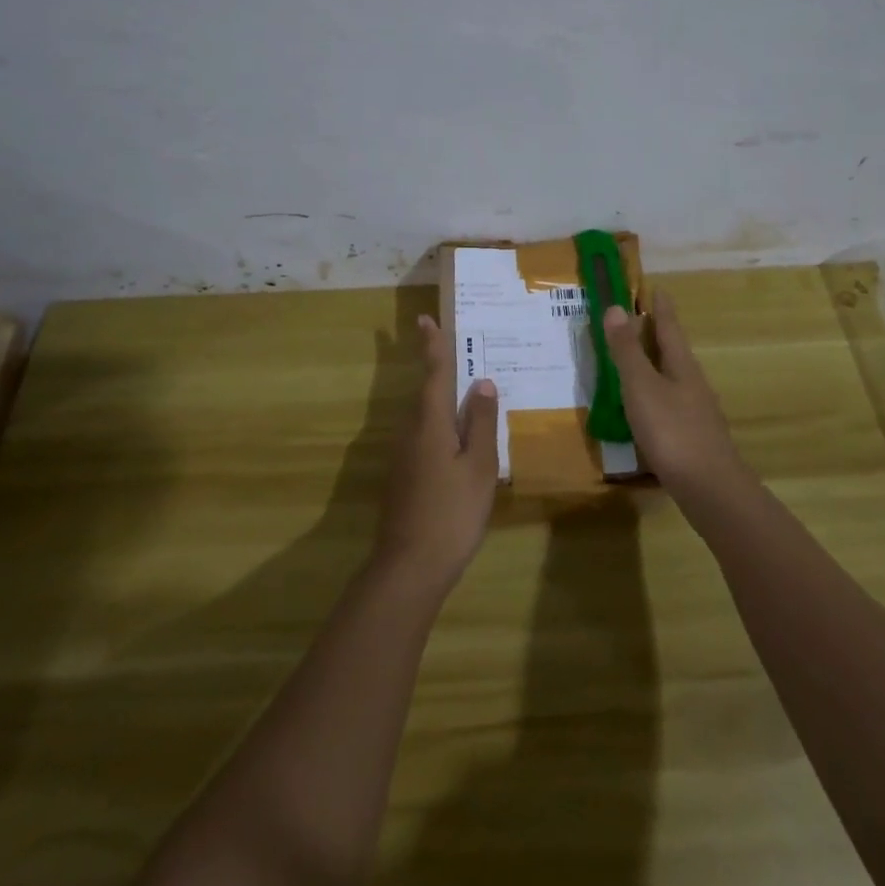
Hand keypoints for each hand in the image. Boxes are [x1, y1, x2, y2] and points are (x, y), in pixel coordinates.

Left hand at [373, 315, 500, 590]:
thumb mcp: (478, 466)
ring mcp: (403, 456)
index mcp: (429, 422)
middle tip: (459, 352)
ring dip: (441, 400)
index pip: (433, 373)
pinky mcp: (403, 476)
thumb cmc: (451, 512)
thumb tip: (481, 382)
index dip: (432, 345)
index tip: (424, 319)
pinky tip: (457, 440)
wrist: (409, 566)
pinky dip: (440, 426)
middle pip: (426, 393)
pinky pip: (424, 436)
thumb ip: (480, 422)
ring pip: (425, 416)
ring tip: (466, 395)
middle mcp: (410, 431)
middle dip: (439, 370)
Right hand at [602, 288, 744, 496]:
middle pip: (674, 351)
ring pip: (673, 378)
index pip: (670, 328)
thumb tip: (617, 307)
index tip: (657, 288)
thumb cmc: (672, 431)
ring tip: (635, 362)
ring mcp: (696, 412)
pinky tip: (644, 409)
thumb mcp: (641, 387)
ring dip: (655, 365)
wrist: (710, 489)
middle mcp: (693, 383)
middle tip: (639, 320)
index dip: (661, 308)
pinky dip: (655, 394)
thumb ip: (627, 351)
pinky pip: (671, 403)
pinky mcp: (693, 437)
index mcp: (681, 366)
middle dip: (657, 335)